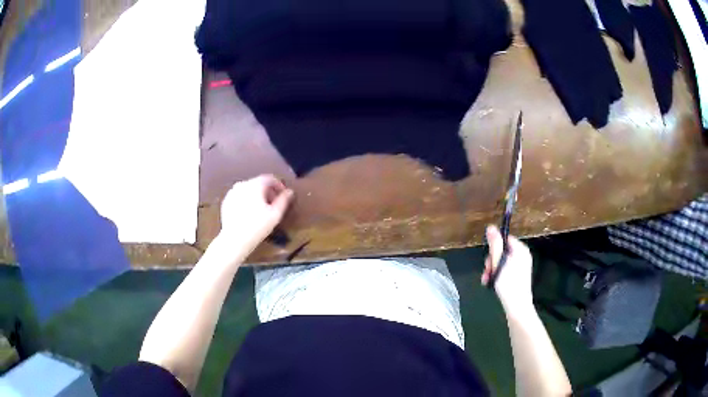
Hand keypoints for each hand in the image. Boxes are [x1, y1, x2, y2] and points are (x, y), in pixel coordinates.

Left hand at [219, 175, 293, 253]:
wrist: (234, 240)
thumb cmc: (257, 227)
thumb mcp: (275, 214)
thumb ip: (283, 200)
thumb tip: (289, 192)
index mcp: (255, 184)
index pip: (270, 178)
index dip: (279, 185)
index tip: (284, 195)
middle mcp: (242, 184)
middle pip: (259, 183)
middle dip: (268, 191)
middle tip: (274, 204)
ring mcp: (232, 192)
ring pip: (249, 189)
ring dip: (257, 196)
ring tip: (262, 210)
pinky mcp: (226, 201)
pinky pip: (240, 196)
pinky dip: (247, 200)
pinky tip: (250, 213)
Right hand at [481, 225, 533, 314]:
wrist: (517, 306)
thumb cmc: (509, 283)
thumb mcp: (499, 262)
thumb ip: (495, 244)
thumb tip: (491, 227)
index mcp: (521, 250)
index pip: (505, 239)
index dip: (494, 247)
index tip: (489, 258)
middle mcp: (522, 256)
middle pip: (502, 251)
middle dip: (491, 261)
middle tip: (488, 271)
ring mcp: (520, 267)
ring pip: (501, 262)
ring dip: (492, 269)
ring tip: (488, 279)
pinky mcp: (517, 277)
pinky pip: (505, 270)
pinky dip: (497, 275)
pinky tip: (491, 283)